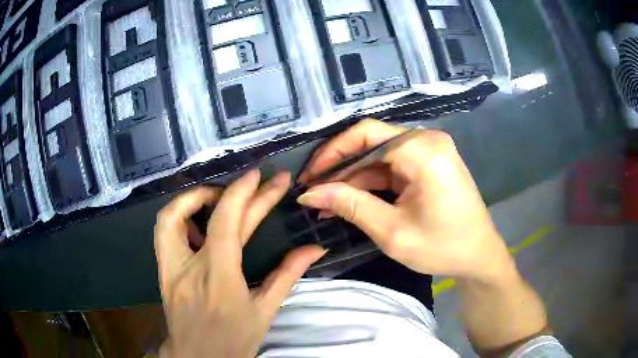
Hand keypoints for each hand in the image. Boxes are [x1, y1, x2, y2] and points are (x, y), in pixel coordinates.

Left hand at [155, 170, 325, 357]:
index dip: (243, 193)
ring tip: (217, 197)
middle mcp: (189, 267)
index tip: (261, 176)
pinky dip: (180, 216)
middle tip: (252, 182)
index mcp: (219, 278)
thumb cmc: (233, 340)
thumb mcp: (264, 312)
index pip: (227, 223)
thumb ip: (287, 276)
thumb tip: (315, 249)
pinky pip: (163, 232)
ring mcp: (169, 267)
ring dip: (194, 198)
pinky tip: (198, 224)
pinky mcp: (162, 270)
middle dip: (233, 191)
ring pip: (168, 217)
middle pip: (205, 216)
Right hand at [298, 119, 514, 282]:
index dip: (330, 156)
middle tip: (313, 189)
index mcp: (422, 149)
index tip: (308, 179)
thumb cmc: (442, 247)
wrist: (479, 256)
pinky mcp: (429, 163)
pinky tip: (351, 199)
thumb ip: (350, 205)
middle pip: (370, 141)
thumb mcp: (392, 231)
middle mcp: (426, 139)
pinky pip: (393, 166)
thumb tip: (309, 193)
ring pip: (379, 155)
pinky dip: (372, 182)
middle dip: (339, 166)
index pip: (363, 136)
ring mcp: (430, 150)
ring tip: (325, 201)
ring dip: (353, 177)